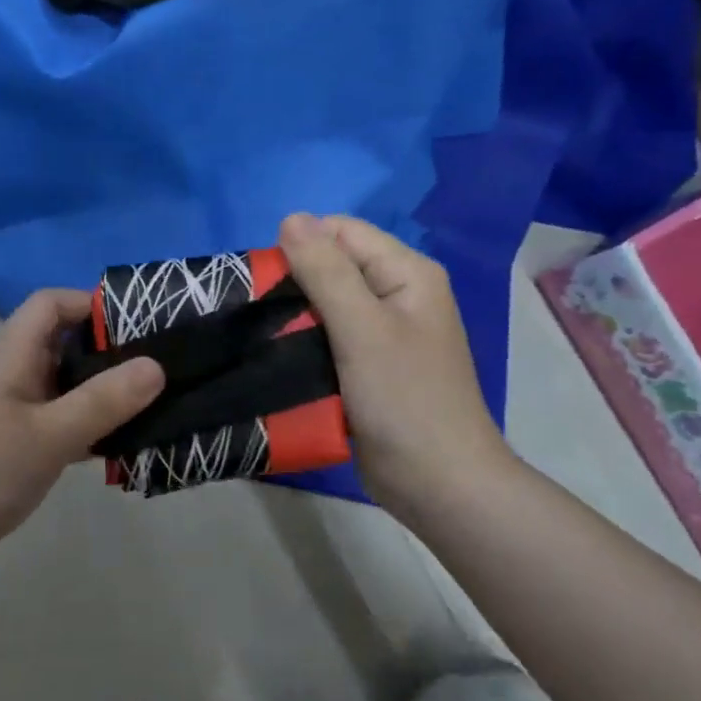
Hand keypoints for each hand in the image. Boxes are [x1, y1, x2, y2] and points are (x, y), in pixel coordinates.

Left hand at [0, 289, 165, 594]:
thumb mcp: (46, 435)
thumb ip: (102, 401)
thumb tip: (156, 365)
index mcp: (12, 355)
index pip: (52, 304)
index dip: (94, 305)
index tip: (143, 329)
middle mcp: (9, 377)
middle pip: (64, 348)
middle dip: (111, 357)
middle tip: (164, 377)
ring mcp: (6, 416)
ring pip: (63, 394)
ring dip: (102, 401)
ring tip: (155, 416)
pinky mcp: (6, 453)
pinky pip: (54, 431)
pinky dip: (84, 436)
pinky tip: (117, 457)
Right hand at [279, 213, 517, 519]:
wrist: (436, 483)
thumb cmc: (404, 400)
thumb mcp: (362, 328)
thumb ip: (326, 271)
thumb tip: (290, 217)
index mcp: (407, 273)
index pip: (341, 231)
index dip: (301, 247)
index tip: (269, 283)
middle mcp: (396, 294)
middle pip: (331, 265)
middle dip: (293, 282)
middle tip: (264, 315)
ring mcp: (382, 332)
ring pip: (323, 303)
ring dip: (293, 314)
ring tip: (265, 335)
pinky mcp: (365, 365)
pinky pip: (325, 336)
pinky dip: (302, 341)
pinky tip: (280, 356)